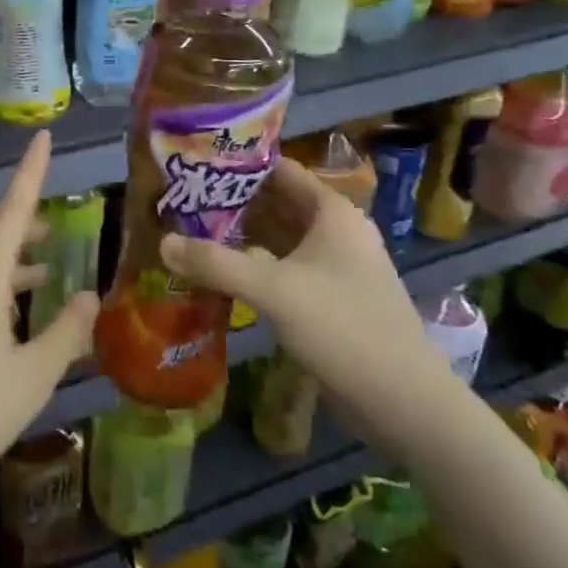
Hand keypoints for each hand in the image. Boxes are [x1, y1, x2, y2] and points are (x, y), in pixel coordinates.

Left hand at [0, 131, 99, 523]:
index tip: (42, 138)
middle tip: (57, 224)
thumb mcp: (33, 375)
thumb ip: (67, 332)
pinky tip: (15, 314)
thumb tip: (90, 294)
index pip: (11, 211)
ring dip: (12, 258)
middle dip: (24, 222)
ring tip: (46, 266)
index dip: (30, 172)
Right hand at [160, 158, 465, 459]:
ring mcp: (334, 266)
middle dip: (231, 202)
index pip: (279, 170)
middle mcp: (335, 231)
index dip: (238, 164)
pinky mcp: (329, 298)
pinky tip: (219, 272)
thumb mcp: (273, 289)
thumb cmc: (343, 327)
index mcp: (331, 212)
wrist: (404, 402)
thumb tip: (163, 242)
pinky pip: (283, 268)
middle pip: (275, 203)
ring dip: (239, 235)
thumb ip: (215, 262)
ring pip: (278, 237)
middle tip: (180, 200)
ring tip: (189, 230)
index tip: (194, 165)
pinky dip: (253, 265)